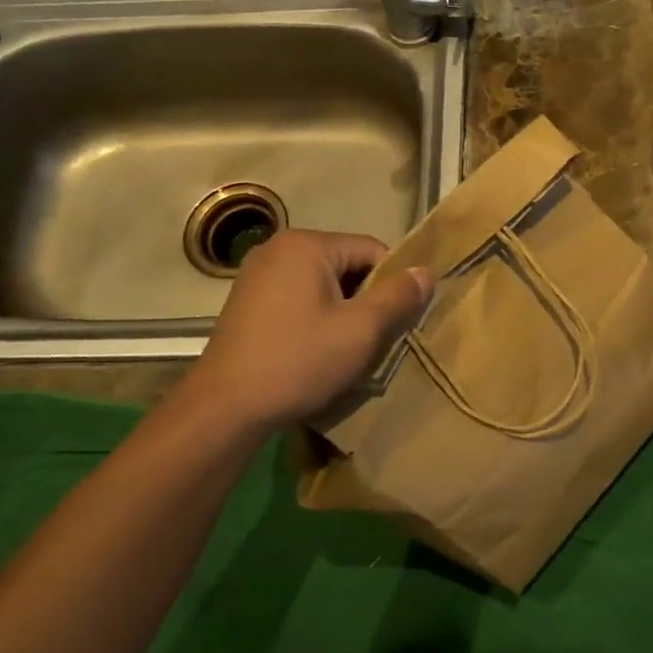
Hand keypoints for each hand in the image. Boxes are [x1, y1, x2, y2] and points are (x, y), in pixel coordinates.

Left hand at [186, 229, 432, 430]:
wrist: (226, 407)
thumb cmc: (299, 361)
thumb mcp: (361, 330)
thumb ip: (398, 297)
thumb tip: (426, 272)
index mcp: (306, 244)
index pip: (372, 250)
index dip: (393, 283)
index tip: (397, 321)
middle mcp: (278, 248)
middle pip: (346, 264)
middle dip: (366, 298)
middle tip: (374, 338)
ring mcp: (257, 274)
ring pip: (322, 284)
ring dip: (342, 311)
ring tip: (346, 348)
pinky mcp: (247, 301)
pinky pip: (298, 297)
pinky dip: (316, 317)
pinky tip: (316, 349)